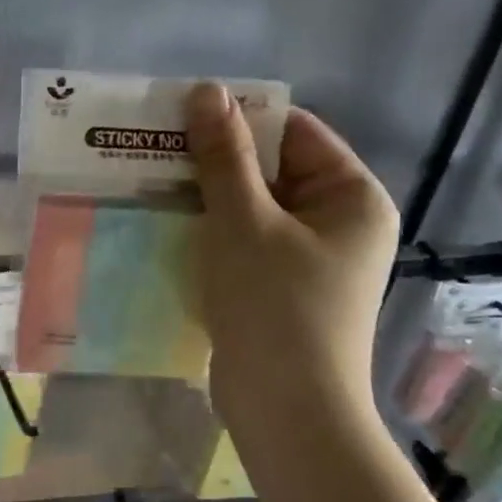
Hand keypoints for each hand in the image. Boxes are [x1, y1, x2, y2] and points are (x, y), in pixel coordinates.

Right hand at [185, 83, 398, 432]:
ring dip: (206, 200)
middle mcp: (338, 224)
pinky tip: (167, 231)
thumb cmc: (275, 307)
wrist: (286, 411)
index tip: (180, 119)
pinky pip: (245, 247)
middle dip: (215, 163)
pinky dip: (211, 237)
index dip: (239, 120)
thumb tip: (206, 91)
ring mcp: (310, 262)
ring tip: (150, 186)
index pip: (294, 133)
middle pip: (272, 172)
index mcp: (351, 197)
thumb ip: (223, 157)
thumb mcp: (244, 223)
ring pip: (252, 212)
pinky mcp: (281, 292)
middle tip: (154, 152)